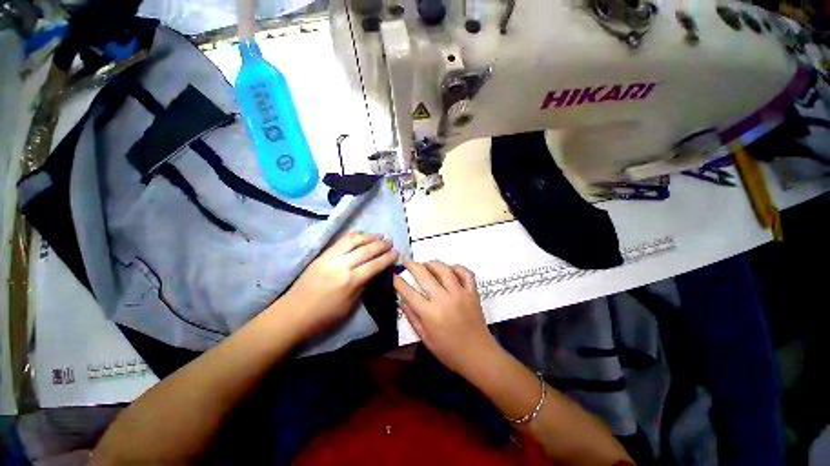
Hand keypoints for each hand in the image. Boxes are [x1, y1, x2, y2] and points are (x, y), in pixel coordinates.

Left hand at [282, 232, 398, 339]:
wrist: (292, 315)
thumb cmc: (324, 317)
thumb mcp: (349, 306)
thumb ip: (362, 286)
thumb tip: (372, 273)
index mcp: (349, 281)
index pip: (374, 265)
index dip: (387, 258)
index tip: (396, 252)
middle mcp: (341, 265)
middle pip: (365, 249)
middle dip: (381, 244)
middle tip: (390, 241)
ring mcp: (329, 258)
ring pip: (352, 240)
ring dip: (368, 236)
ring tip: (378, 235)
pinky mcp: (321, 255)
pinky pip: (340, 241)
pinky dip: (353, 236)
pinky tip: (360, 236)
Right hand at [393, 261, 497, 377]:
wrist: (479, 355)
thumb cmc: (449, 351)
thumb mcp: (426, 339)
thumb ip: (413, 318)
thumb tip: (402, 299)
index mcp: (430, 313)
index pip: (409, 292)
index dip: (398, 281)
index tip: (394, 275)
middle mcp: (444, 299)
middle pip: (425, 275)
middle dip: (413, 266)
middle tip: (408, 263)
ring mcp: (460, 293)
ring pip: (444, 269)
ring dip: (432, 263)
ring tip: (426, 264)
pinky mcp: (472, 292)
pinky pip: (465, 273)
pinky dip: (457, 268)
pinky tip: (450, 269)